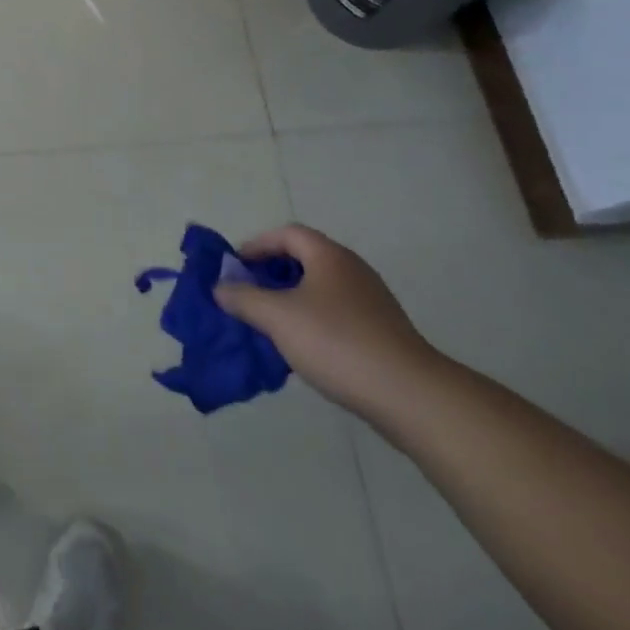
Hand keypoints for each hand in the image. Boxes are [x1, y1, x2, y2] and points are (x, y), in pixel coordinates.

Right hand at [214, 225, 440, 424]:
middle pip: (304, 259)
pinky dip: (311, 321)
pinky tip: (301, 347)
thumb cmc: (337, 342)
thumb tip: (220, 287)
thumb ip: (243, 298)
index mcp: (329, 256)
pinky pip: (336, 314)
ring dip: (290, 300)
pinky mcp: (381, 332)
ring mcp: (371, 302)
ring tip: (267, 323)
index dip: (257, 245)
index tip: (235, 267)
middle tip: (247, 294)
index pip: (287, 234)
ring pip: (319, 289)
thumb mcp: (277, 317)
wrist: (409, 395)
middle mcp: (352, 270)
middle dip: (270, 274)